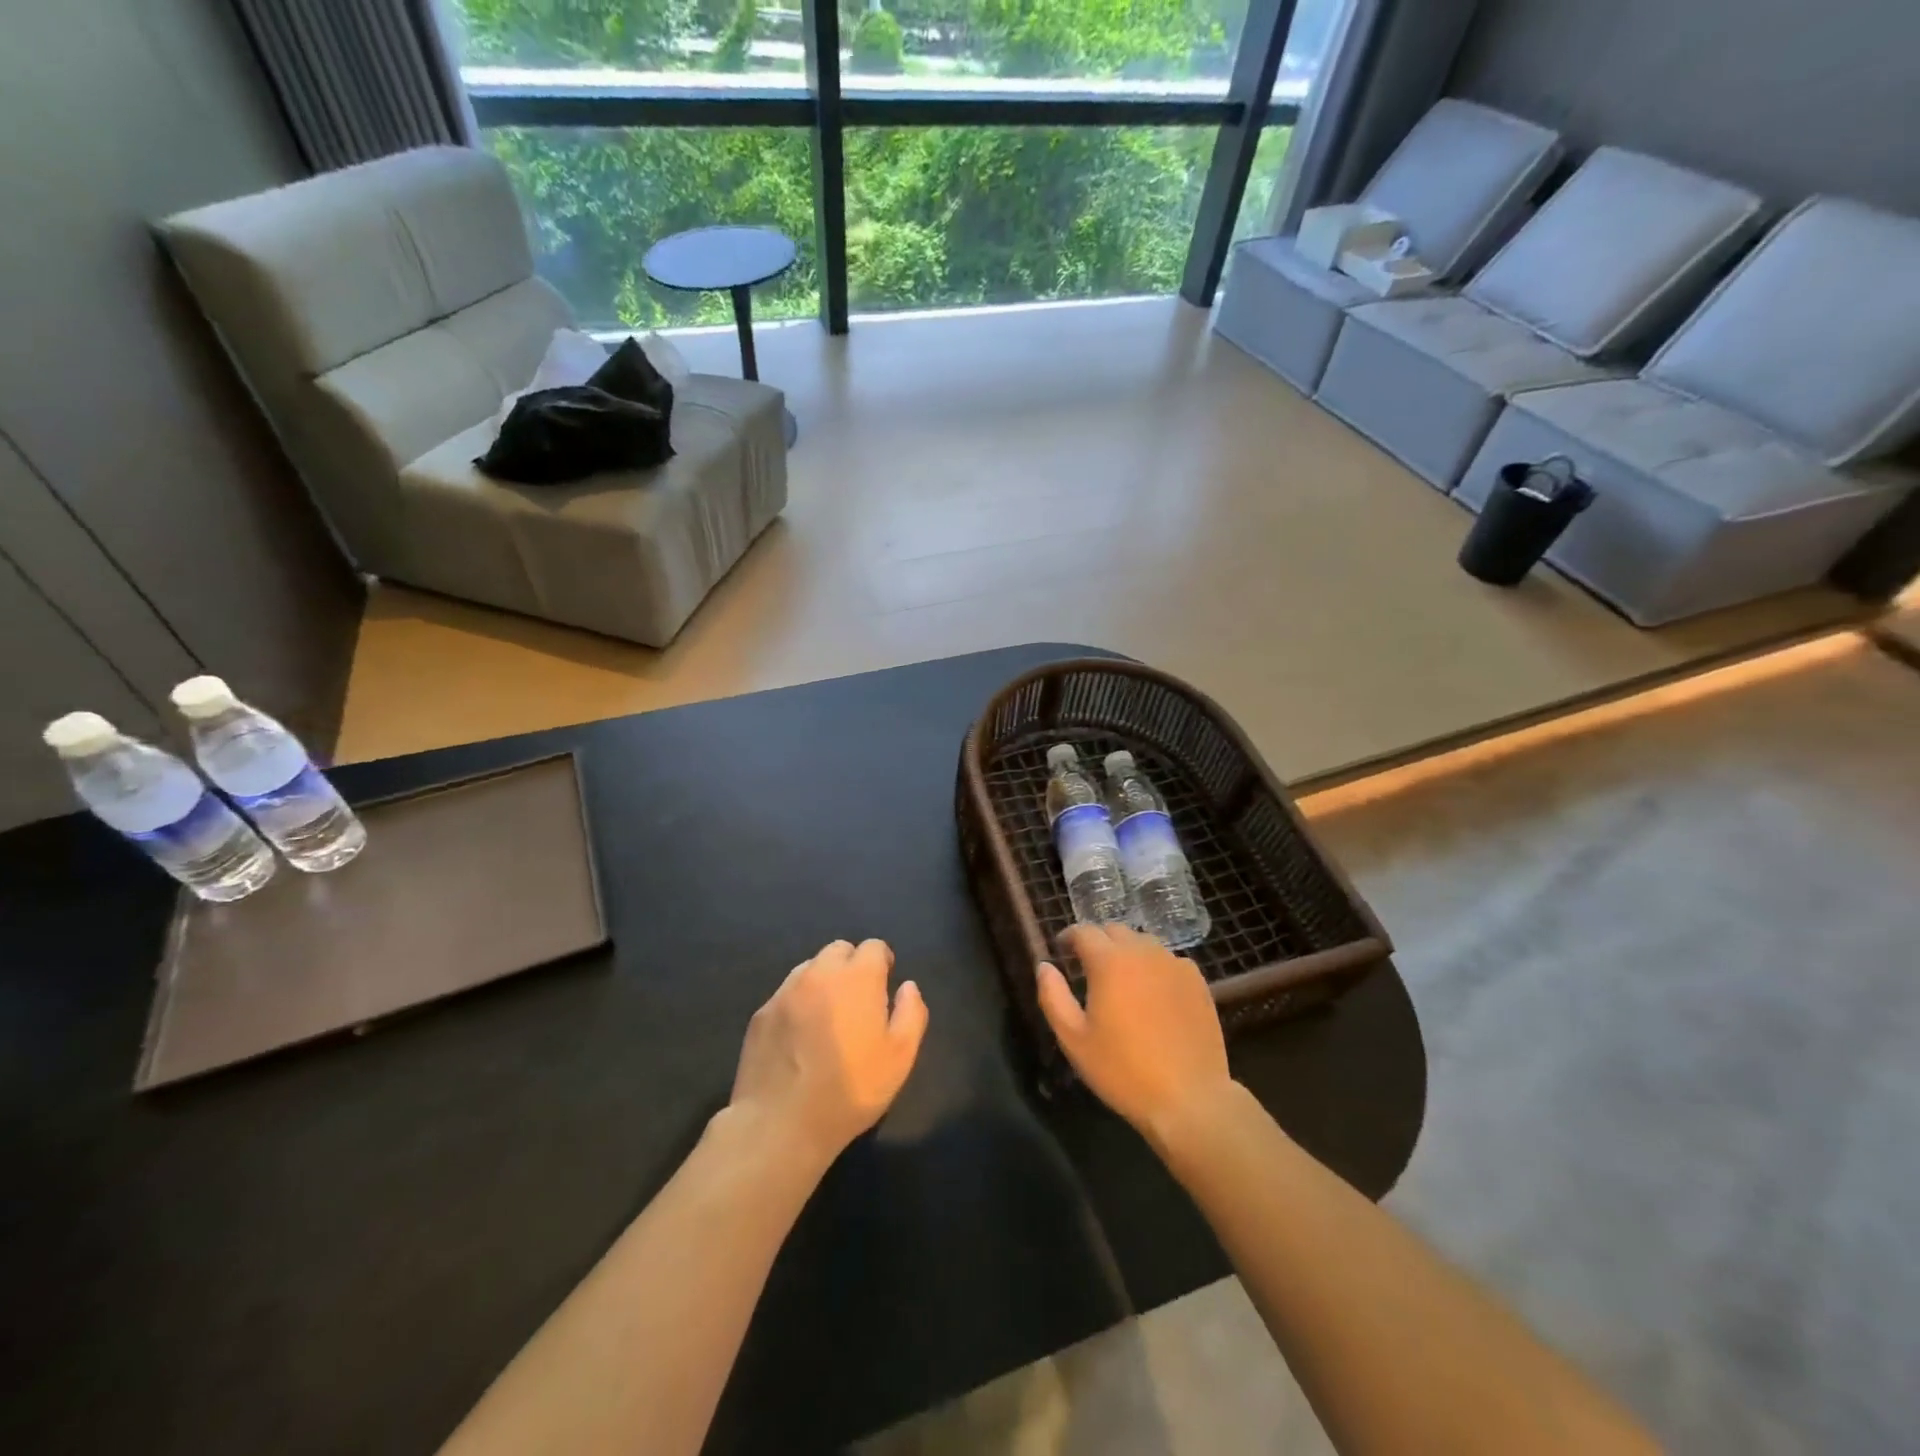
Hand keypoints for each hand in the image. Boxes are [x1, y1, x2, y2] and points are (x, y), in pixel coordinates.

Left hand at [728, 939, 927, 1166]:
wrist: (780, 1124)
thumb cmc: (850, 1089)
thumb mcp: (900, 1057)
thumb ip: (911, 1013)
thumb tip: (907, 987)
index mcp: (857, 977)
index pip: (874, 946)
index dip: (883, 962)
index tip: (884, 985)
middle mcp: (819, 973)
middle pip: (839, 950)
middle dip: (852, 965)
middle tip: (857, 1000)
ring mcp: (785, 992)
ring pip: (810, 968)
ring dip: (823, 981)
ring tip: (827, 1017)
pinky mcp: (761, 1014)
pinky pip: (786, 994)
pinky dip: (798, 1003)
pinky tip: (799, 1037)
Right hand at [1036, 924, 1233, 1149]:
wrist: (1188, 1098)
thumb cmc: (1123, 1070)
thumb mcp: (1074, 1039)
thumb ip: (1053, 996)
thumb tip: (1044, 966)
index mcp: (1109, 961)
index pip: (1084, 931)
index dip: (1069, 937)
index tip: (1062, 950)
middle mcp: (1143, 952)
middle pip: (1115, 931)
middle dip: (1098, 941)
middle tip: (1089, 966)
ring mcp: (1175, 965)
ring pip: (1144, 943)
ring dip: (1127, 951)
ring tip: (1122, 979)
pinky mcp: (1197, 982)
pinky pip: (1170, 961)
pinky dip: (1155, 967)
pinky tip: (1153, 993)